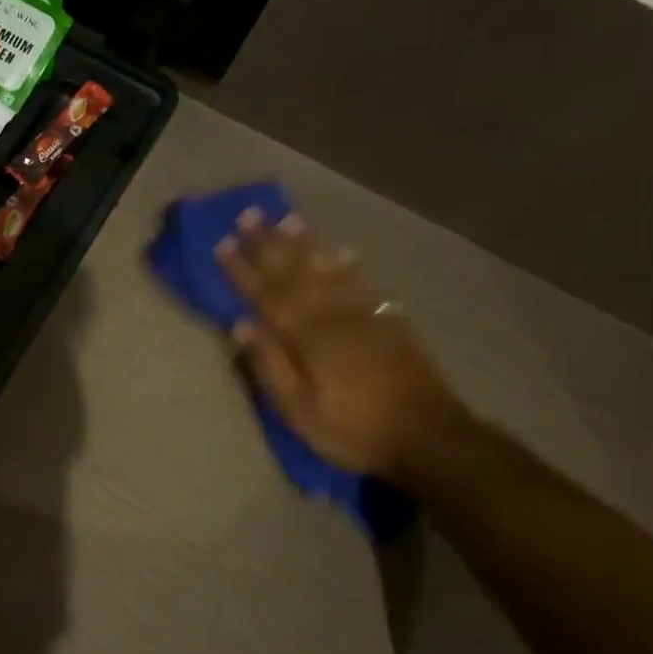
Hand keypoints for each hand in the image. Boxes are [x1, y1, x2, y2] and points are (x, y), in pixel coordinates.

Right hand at [216, 208, 469, 482]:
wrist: (430, 438)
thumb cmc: (353, 430)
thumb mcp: (299, 410)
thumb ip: (270, 365)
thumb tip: (241, 325)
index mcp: (307, 337)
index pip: (266, 295)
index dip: (242, 269)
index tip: (222, 243)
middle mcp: (334, 316)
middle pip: (296, 273)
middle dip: (269, 244)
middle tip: (249, 215)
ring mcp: (365, 316)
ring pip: (329, 270)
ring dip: (307, 244)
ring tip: (289, 219)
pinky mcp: (390, 322)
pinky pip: (364, 283)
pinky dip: (350, 265)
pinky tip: (342, 251)